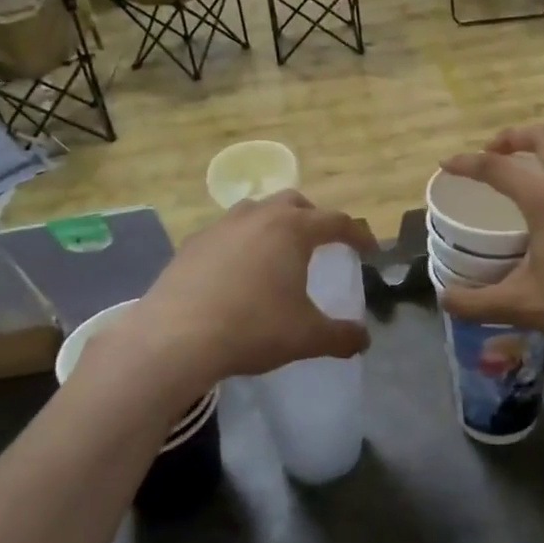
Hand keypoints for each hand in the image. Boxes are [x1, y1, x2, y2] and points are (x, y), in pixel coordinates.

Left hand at [109, 192, 375, 414]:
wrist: (175, 337)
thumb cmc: (252, 328)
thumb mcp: (306, 337)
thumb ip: (341, 336)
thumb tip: (364, 339)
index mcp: (292, 229)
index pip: (336, 221)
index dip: (357, 234)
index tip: (368, 249)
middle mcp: (258, 216)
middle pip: (294, 202)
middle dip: (313, 217)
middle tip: (322, 242)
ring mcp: (220, 226)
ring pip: (256, 210)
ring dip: (274, 223)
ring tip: (278, 250)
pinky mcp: (192, 244)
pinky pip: (226, 232)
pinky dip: (242, 242)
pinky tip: (237, 270)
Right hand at [437, 125, 543, 359]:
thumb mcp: (521, 306)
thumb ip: (474, 302)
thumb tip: (444, 298)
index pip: (497, 167)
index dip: (466, 162)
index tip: (447, 165)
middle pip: (543, 136)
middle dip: (511, 137)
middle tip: (491, 154)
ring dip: (539, 159)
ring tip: (521, 189)